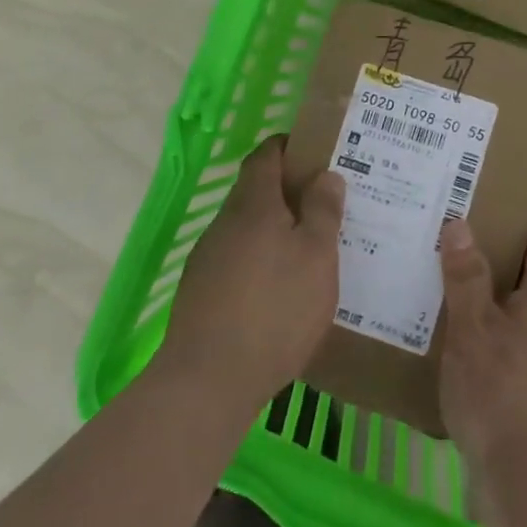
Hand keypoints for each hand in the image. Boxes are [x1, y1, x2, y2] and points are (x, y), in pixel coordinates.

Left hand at [160, 135, 344, 408]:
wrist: (208, 379)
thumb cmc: (275, 309)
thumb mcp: (317, 257)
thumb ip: (323, 211)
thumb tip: (326, 175)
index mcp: (254, 203)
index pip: (266, 154)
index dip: (289, 147)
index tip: (316, 154)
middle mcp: (225, 222)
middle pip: (256, 191)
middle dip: (288, 193)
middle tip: (325, 207)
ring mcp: (208, 257)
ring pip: (246, 228)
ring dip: (274, 230)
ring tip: (309, 251)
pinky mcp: (200, 291)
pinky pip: (236, 260)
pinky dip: (260, 262)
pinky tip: (280, 291)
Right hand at [438, 193, 526, 506]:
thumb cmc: (505, 398)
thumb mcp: (475, 332)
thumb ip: (467, 278)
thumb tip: (461, 223)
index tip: (519, 175)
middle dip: (506, 235)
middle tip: (464, 208)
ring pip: (518, 300)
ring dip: (492, 278)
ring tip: (449, 257)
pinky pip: (509, 332)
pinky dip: (486, 315)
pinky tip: (451, 320)